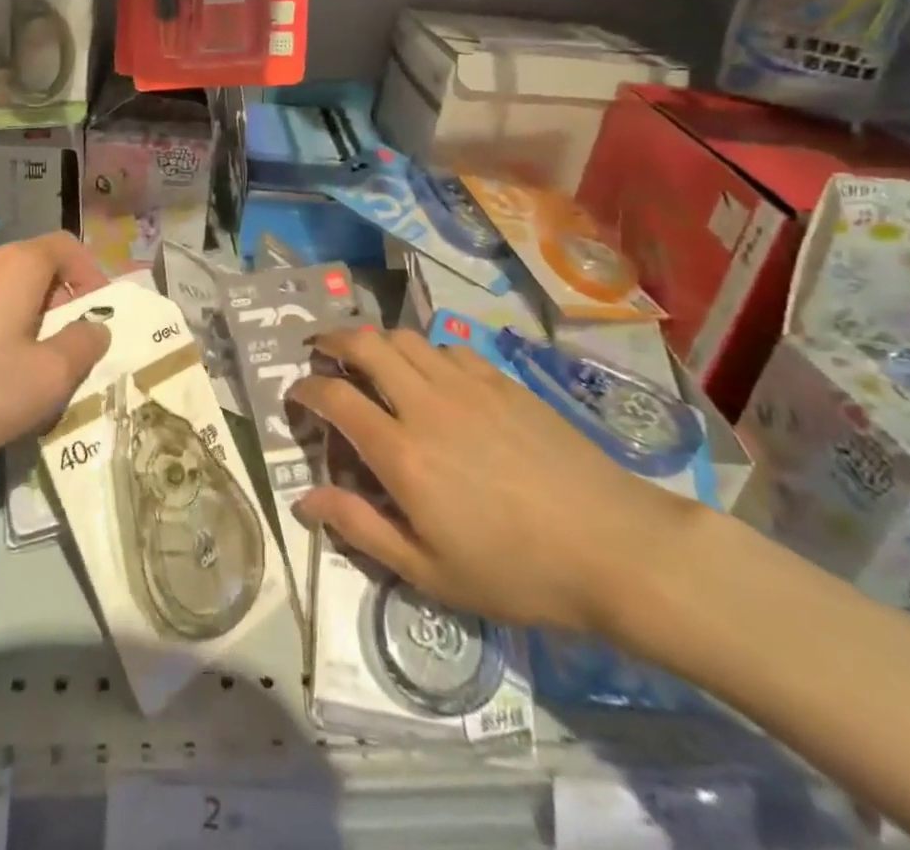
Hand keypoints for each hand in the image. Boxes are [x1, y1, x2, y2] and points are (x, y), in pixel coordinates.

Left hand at [0, 233, 111, 500]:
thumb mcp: (45, 380)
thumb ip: (83, 347)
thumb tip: (97, 327)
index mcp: (18, 265)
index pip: (68, 246)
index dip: (92, 277)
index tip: (96, 320)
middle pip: (34, 270)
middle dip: (58, 307)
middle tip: (61, 356)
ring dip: (21, 323)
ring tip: (17, 373)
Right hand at [288, 327, 701, 633]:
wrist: (613, 547)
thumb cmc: (516, 572)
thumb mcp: (429, 571)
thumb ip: (360, 528)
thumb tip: (303, 499)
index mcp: (402, 453)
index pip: (334, 397)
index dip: (305, 389)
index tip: (295, 395)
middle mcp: (426, 404)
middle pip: (364, 344)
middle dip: (331, 340)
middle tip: (319, 352)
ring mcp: (467, 385)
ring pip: (404, 337)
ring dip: (376, 341)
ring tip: (369, 359)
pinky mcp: (501, 380)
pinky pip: (446, 347)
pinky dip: (423, 352)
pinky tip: (430, 376)